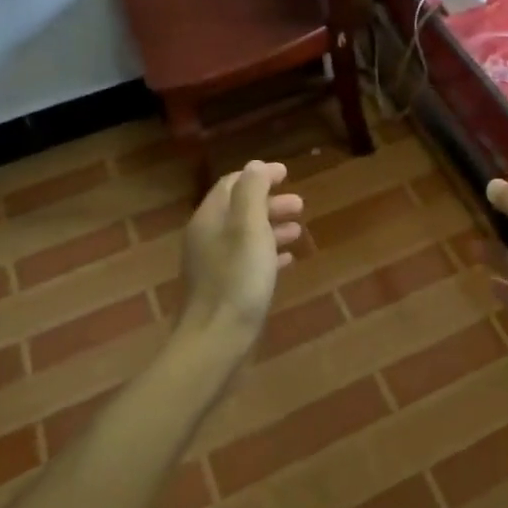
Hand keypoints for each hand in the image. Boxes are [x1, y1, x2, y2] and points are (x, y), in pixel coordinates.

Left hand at [179, 161, 303, 339]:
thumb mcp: (249, 228)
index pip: (232, 184)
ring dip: (272, 227)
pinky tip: (287, 260)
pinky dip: (267, 253)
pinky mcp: (223, 288)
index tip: (287, 174)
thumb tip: (255, 166)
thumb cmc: (237, 280)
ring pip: (245, 235)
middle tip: (300, 205)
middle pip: (239, 209)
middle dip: (270, 202)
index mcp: (210, 219)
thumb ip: (251, 193)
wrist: (216, 341)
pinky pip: (247, 260)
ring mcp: (213, 265)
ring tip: (298, 231)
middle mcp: (206, 238)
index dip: (259, 176)